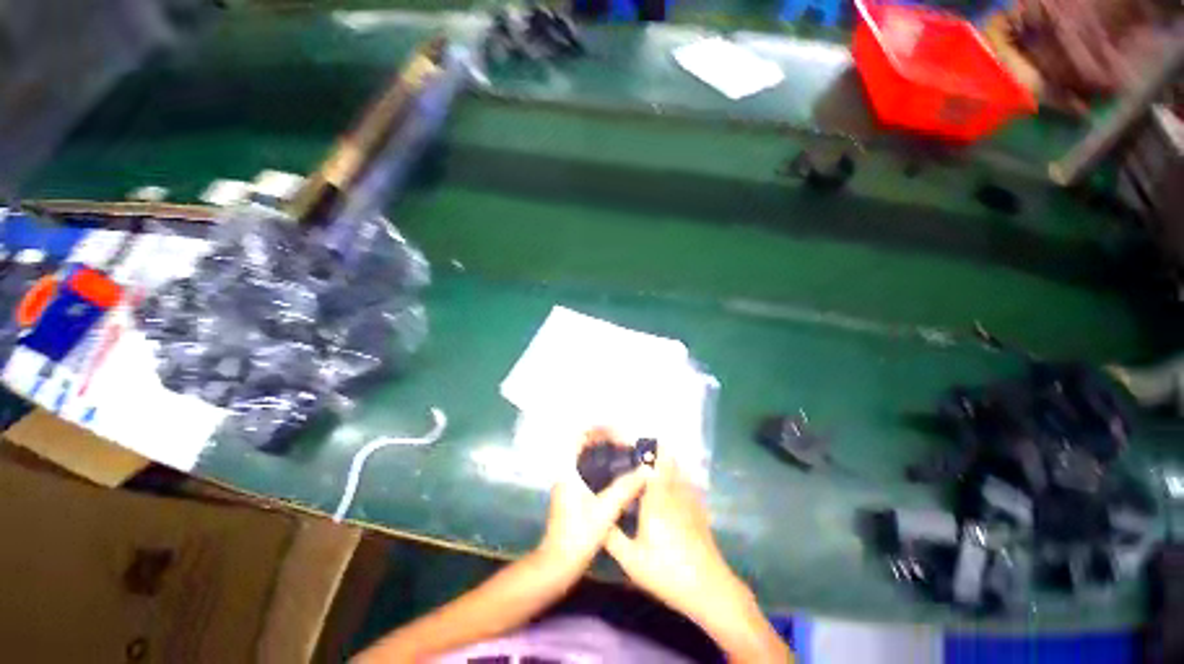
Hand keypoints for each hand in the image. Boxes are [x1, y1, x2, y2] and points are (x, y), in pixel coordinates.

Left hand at [535, 430, 648, 580]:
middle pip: (584, 445)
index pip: (579, 436)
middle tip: (626, 444)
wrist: (557, 565)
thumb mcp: (605, 510)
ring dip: (604, 453)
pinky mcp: (572, 496)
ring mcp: (568, 484)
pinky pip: (588, 471)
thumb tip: (646, 470)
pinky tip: (618, 478)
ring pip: (586, 458)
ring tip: (625, 456)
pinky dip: (602, 467)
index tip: (618, 433)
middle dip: (605, 440)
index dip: (598, 429)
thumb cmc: (578, 535)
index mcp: (568, 470)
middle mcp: (565, 472)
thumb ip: (625, 488)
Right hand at [603, 447, 740, 620]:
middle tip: (643, 448)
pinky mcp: (700, 511)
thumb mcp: (631, 560)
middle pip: (668, 463)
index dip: (645, 451)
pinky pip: (689, 485)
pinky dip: (680, 477)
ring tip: (657, 458)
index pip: (652, 466)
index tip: (634, 442)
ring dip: (669, 462)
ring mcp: (690, 501)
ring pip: (679, 472)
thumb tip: (597, 517)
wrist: (708, 588)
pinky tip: (676, 482)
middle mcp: (673, 494)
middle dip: (657, 452)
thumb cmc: (666, 572)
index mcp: (655, 501)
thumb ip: (612, 537)